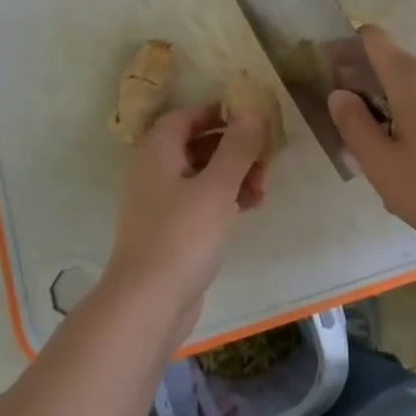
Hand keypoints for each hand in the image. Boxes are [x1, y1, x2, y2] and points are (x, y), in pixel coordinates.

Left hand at [105, 103, 268, 333]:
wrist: (149, 302)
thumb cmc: (183, 235)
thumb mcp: (217, 186)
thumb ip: (237, 147)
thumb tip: (251, 112)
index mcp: (157, 151)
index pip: (187, 116)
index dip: (219, 112)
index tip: (252, 117)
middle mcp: (153, 170)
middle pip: (197, 144)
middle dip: (234, 148)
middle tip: (266, 159)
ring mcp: (159, 202)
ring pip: (202, 174)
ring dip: (234, 175)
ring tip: (264, 189)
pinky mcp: (170, 229)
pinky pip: (200, 201)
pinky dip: (224, 198)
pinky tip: (251, 208)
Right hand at [328, 26, 415, 258]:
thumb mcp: (380, 164)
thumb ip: (353, 122)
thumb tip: (339, 94)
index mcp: (414, 77)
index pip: (372, 38)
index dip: (346, 51)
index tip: (332, 81)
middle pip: (390, 64)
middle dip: (366, 89)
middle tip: (353, 135)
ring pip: (411, 86)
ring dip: (390, 108)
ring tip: (385, 156)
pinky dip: (415, 117)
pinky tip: (415, 160)